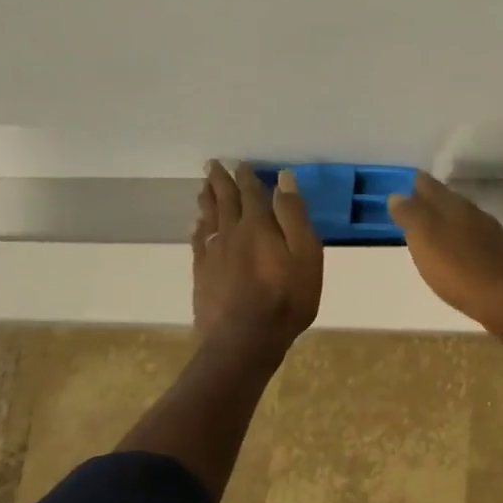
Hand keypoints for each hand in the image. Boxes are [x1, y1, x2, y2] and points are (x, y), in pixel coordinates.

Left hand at [193, 162, 323, 359]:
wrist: (245, 339)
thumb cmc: (286, 298)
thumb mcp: (305, 255)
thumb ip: (293, 216)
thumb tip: (283, 178)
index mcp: (258, 225)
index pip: (251, 193)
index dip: (247, 177)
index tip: (242, 163)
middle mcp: (231, 232)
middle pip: (224, 200)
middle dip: (220, 181)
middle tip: (212, 164)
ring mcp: (213, 253)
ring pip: (208, 217)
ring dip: (206, 199)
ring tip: (204, 186)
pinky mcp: (202, 273)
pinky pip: (198, 241)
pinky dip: (198, 227)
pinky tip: (196, 224)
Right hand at [388, 173, 502, 351]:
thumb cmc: (461, 270)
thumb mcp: (426, 240)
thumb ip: (412, 216)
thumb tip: (398, 195)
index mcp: (456, 207)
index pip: (431, 186)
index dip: (415, 184)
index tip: (402, 184)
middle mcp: (476, 216)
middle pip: (449, 202)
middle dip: (431, 202)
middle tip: (412, 206)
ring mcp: (491, 238)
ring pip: (463, 222)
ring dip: (447, 223)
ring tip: (430, 231)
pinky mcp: (500, 260)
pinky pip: (473, 243)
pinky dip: (460, 244)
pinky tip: (455, 256)